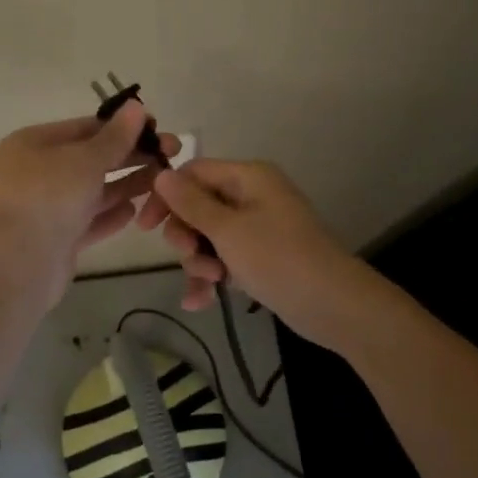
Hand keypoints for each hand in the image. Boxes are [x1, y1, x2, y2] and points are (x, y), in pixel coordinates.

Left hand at [0, 101, 178, 290]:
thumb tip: (136, 107)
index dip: (122, 126)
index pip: (84, 127)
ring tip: (162, 181)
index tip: (158, 127)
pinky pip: (87, 221)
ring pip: (92, 191)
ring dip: (126, 184)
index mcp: (33, 144)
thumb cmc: (49, 198)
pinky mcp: (55, 239)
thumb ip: (115, 137)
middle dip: (130, 155)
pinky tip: (135, 211)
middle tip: (171, 153)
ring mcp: (44, 207)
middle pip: (90, 158)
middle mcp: (35, 172)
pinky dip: (110, 215)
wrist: (18, 265)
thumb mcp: (86, 159)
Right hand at [136, 158, 375, 347]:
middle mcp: (252, 196)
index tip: (145, 226)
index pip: (193, 172)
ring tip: (210, 283)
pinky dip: (213, 276)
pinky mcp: (261, 256)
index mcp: (248, 177)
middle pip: (198, 206)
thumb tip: (161, 175)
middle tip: (188, 256)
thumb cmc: (278, 258)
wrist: (332, 305)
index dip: (166, 196)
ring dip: (199, 260)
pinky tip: (199, 302)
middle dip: (186, 235)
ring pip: (208, 236)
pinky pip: (225, 258)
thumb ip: (191, 203)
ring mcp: (257, 227)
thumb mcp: (228, 230)